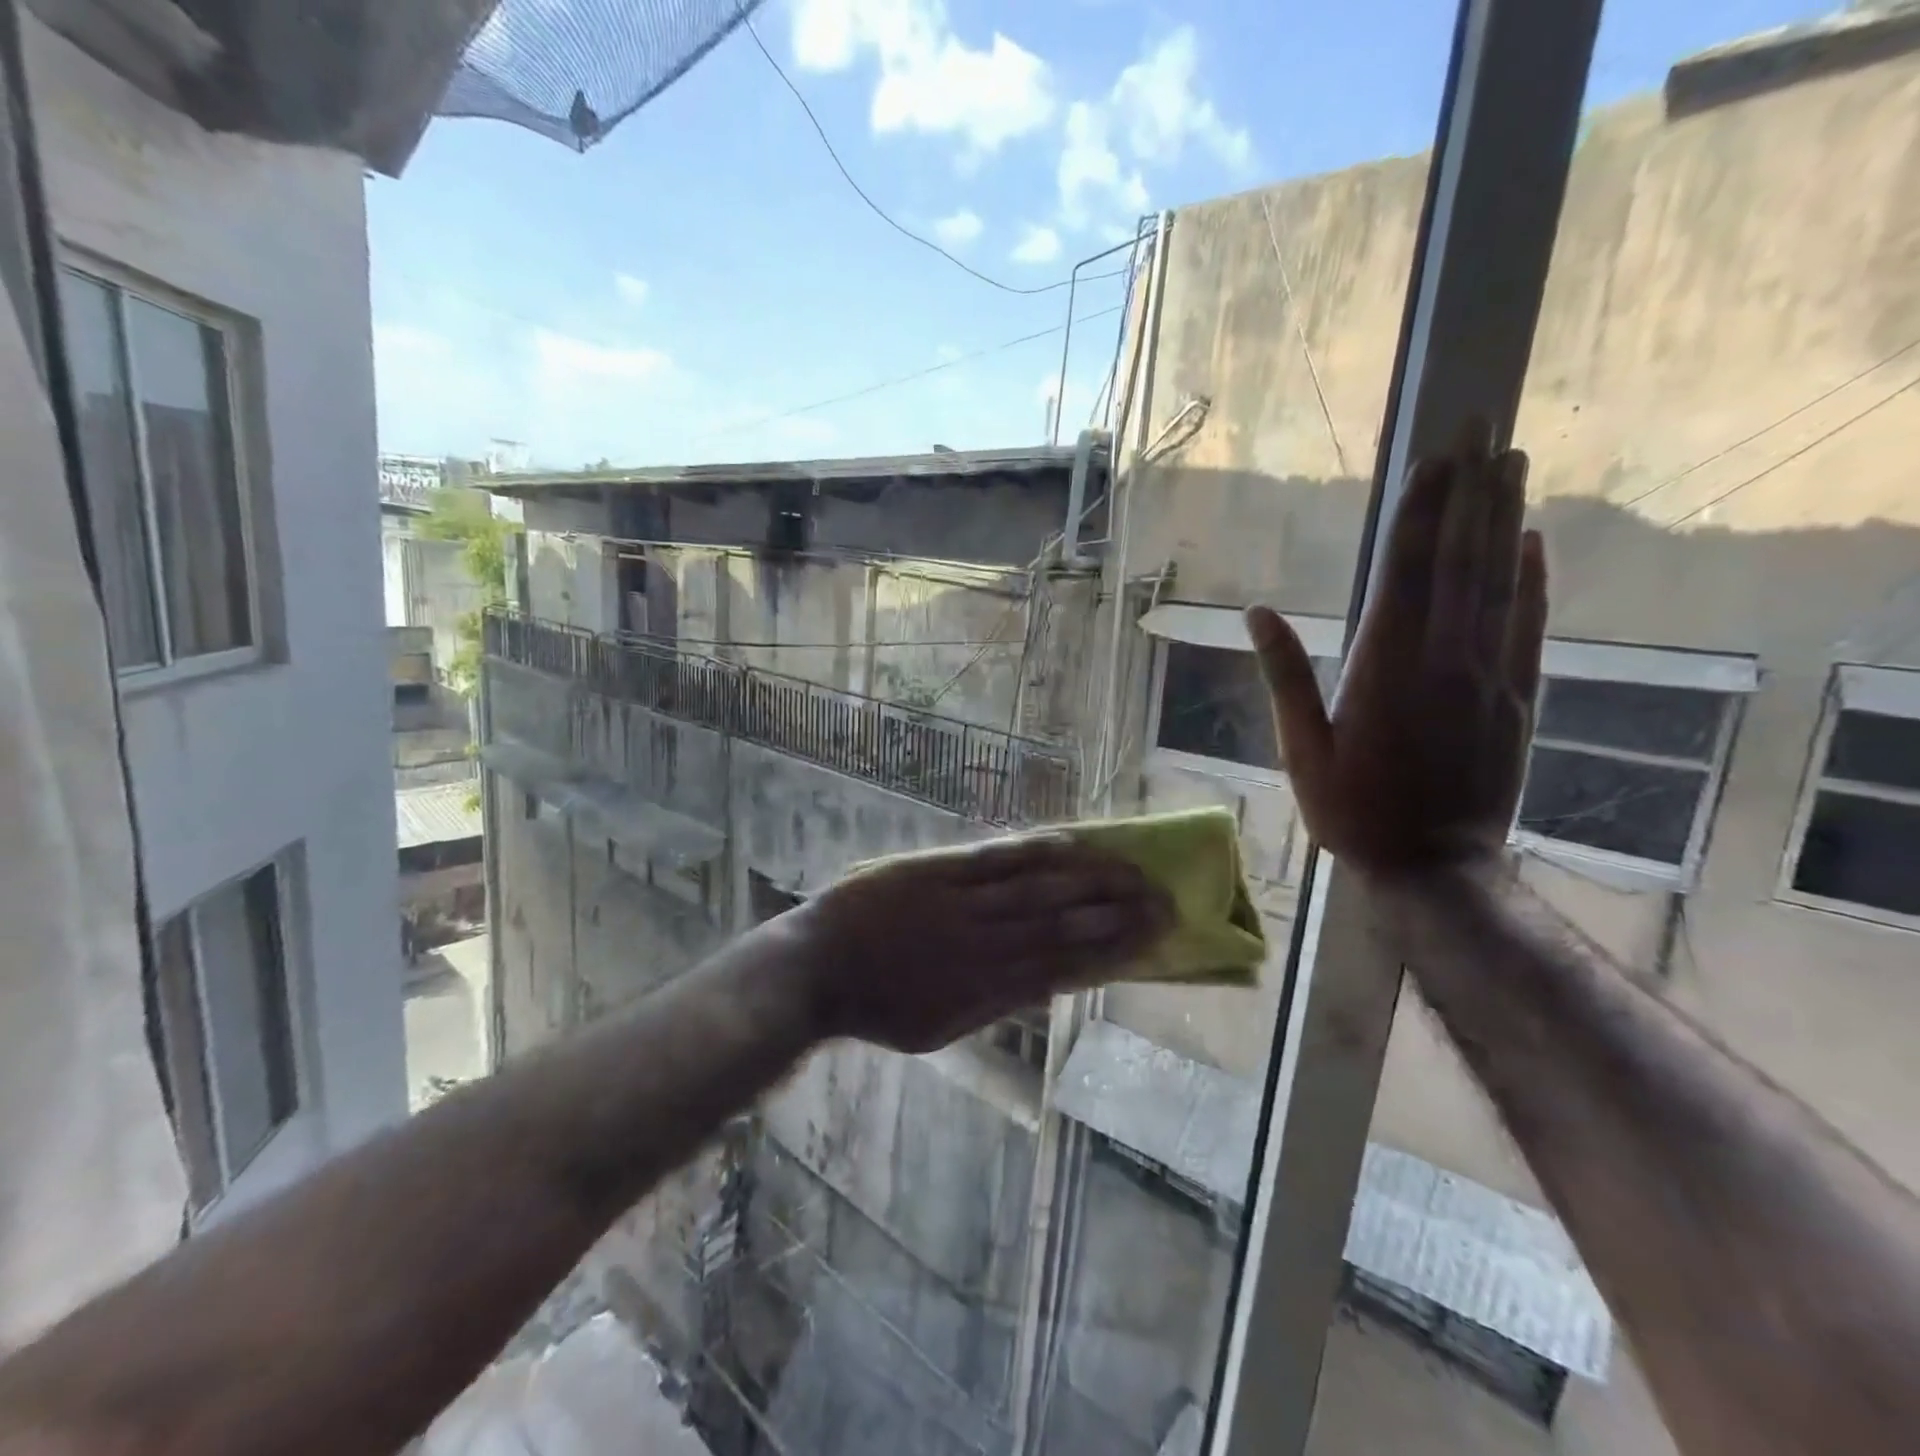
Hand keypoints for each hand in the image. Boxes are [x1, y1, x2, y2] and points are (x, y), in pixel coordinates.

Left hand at [779, 836, 1171, 1053]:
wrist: (815, 970)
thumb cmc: (877, 1006)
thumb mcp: (939, 1028)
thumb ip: (994, 1006)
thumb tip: (1047, 985)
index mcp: (985, 990)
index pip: (1064, 965)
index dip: (1111, 949)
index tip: (1152, 937)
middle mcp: (982, 945)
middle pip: (1060, 924)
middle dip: (1115, 912)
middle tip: (1162, 899)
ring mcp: (958, 904)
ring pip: (1035, 889)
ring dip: (1087, 879)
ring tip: (1131, 869)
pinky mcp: (934, 871)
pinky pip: (991, 859)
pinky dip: (1032, 851)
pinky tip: (1067, 843)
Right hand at [1248, 423, 1546, 877]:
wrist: (1435, 866)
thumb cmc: (1353, 809)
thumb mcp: (1301, 749)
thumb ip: (1285, 676)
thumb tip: (1256, 613)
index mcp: (1385, 668)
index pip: (1406, 571)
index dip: (1420, 511)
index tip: (1433, 457)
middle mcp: (1444, 658)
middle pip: (1460, 559)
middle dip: (1469, 491)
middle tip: (1481, 428)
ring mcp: (1489, 675)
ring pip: (1499, 581)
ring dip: (1504, 517)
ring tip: (1510, 461)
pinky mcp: (1517, 697)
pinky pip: (1529, 625)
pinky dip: (1533, 578)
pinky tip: (1532, 540)